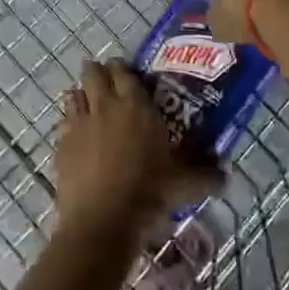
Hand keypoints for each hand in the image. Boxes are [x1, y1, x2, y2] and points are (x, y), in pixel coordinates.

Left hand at [55, 61, 222, 241]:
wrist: (102, 220)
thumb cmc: (148, 192)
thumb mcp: (185, 184)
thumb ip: (206, 175)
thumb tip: (226, 176)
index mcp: (135, 105)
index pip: (125, 71)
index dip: (124, 69)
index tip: (128, 74)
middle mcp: (105, 105)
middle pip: (94, 73)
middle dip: (98, 72)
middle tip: (106, 82)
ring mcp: (79, 123)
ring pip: (74, 94)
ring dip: (81, 94)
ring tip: (88, 103)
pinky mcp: (61, 145)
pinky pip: (63, 123)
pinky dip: (69, 123)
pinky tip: (76, 136)